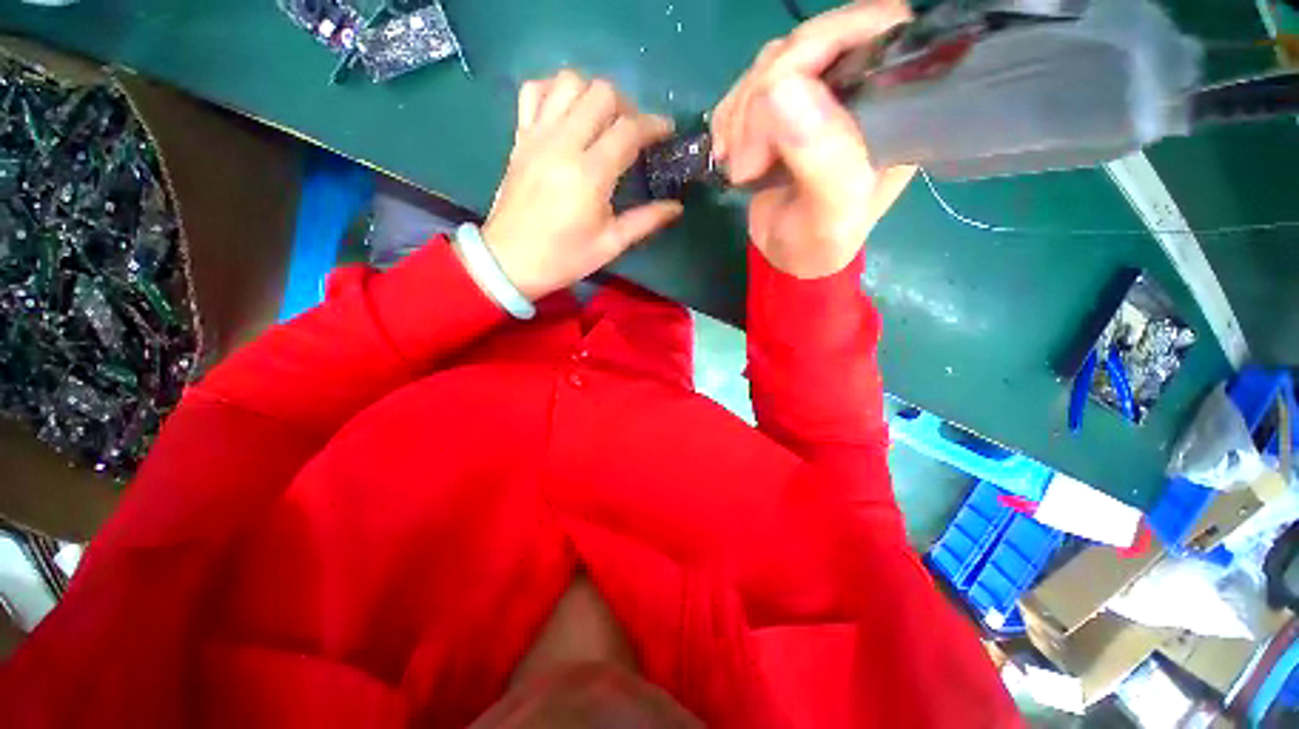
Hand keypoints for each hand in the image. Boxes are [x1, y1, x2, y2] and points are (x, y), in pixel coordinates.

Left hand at [482, 70, 682, 300]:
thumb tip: (676, 207)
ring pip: (568, 83)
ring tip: (602, 121)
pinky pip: (535, 91)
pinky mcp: (520, 137)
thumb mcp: (610, 245)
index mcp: (589, 175)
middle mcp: (563, 144)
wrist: (510, 261)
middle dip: (627, 106)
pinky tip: (567, 112)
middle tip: (633, 132)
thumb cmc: (564, 258)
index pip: (629, 130)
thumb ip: (645, 221)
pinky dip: (555, 91)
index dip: (654, 125)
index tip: (667, 132)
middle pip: (601, 93)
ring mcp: (537, 136)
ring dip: (593, 94)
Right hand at [711, 1, 917, 278]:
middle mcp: (861, 88)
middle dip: (762, 98)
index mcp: (896, 106)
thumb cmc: (819, 243)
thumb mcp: (831, 214)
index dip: (821, 44)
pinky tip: (728, 153)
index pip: (872, 28)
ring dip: (740, 115)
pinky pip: (747, 85)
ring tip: (740, 167)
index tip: (775, 97)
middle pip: (809, 42)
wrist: (786, 256)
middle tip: (746, 162)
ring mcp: (819, 93)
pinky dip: (728, 118)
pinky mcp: (785, 107)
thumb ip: (822, 158)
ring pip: (772, 63)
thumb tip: (779, 90)